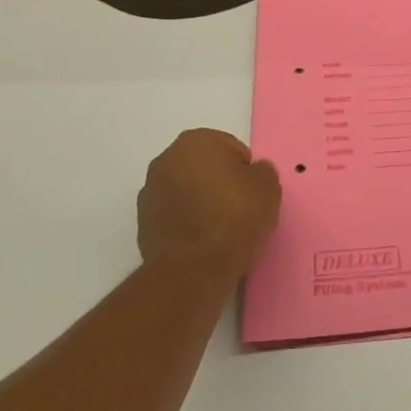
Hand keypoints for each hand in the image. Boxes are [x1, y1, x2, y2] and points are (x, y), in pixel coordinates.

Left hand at [137, 129, 282, 284]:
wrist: (193, 269)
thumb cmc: (234, 218)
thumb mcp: (268, 188)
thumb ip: (262, 171)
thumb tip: (253, 172)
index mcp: (196, 141)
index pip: (230, 148)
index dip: (246, 170)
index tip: (253, 193)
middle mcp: (166, 159)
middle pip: (204, 167)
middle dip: (219, 182)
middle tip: (239, 209)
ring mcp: (150, 191)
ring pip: (186, 190)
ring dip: (200, 201)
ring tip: (220, 229)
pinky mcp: (142, 223)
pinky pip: (173, 214)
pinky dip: (186, 222)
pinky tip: (202, 241)